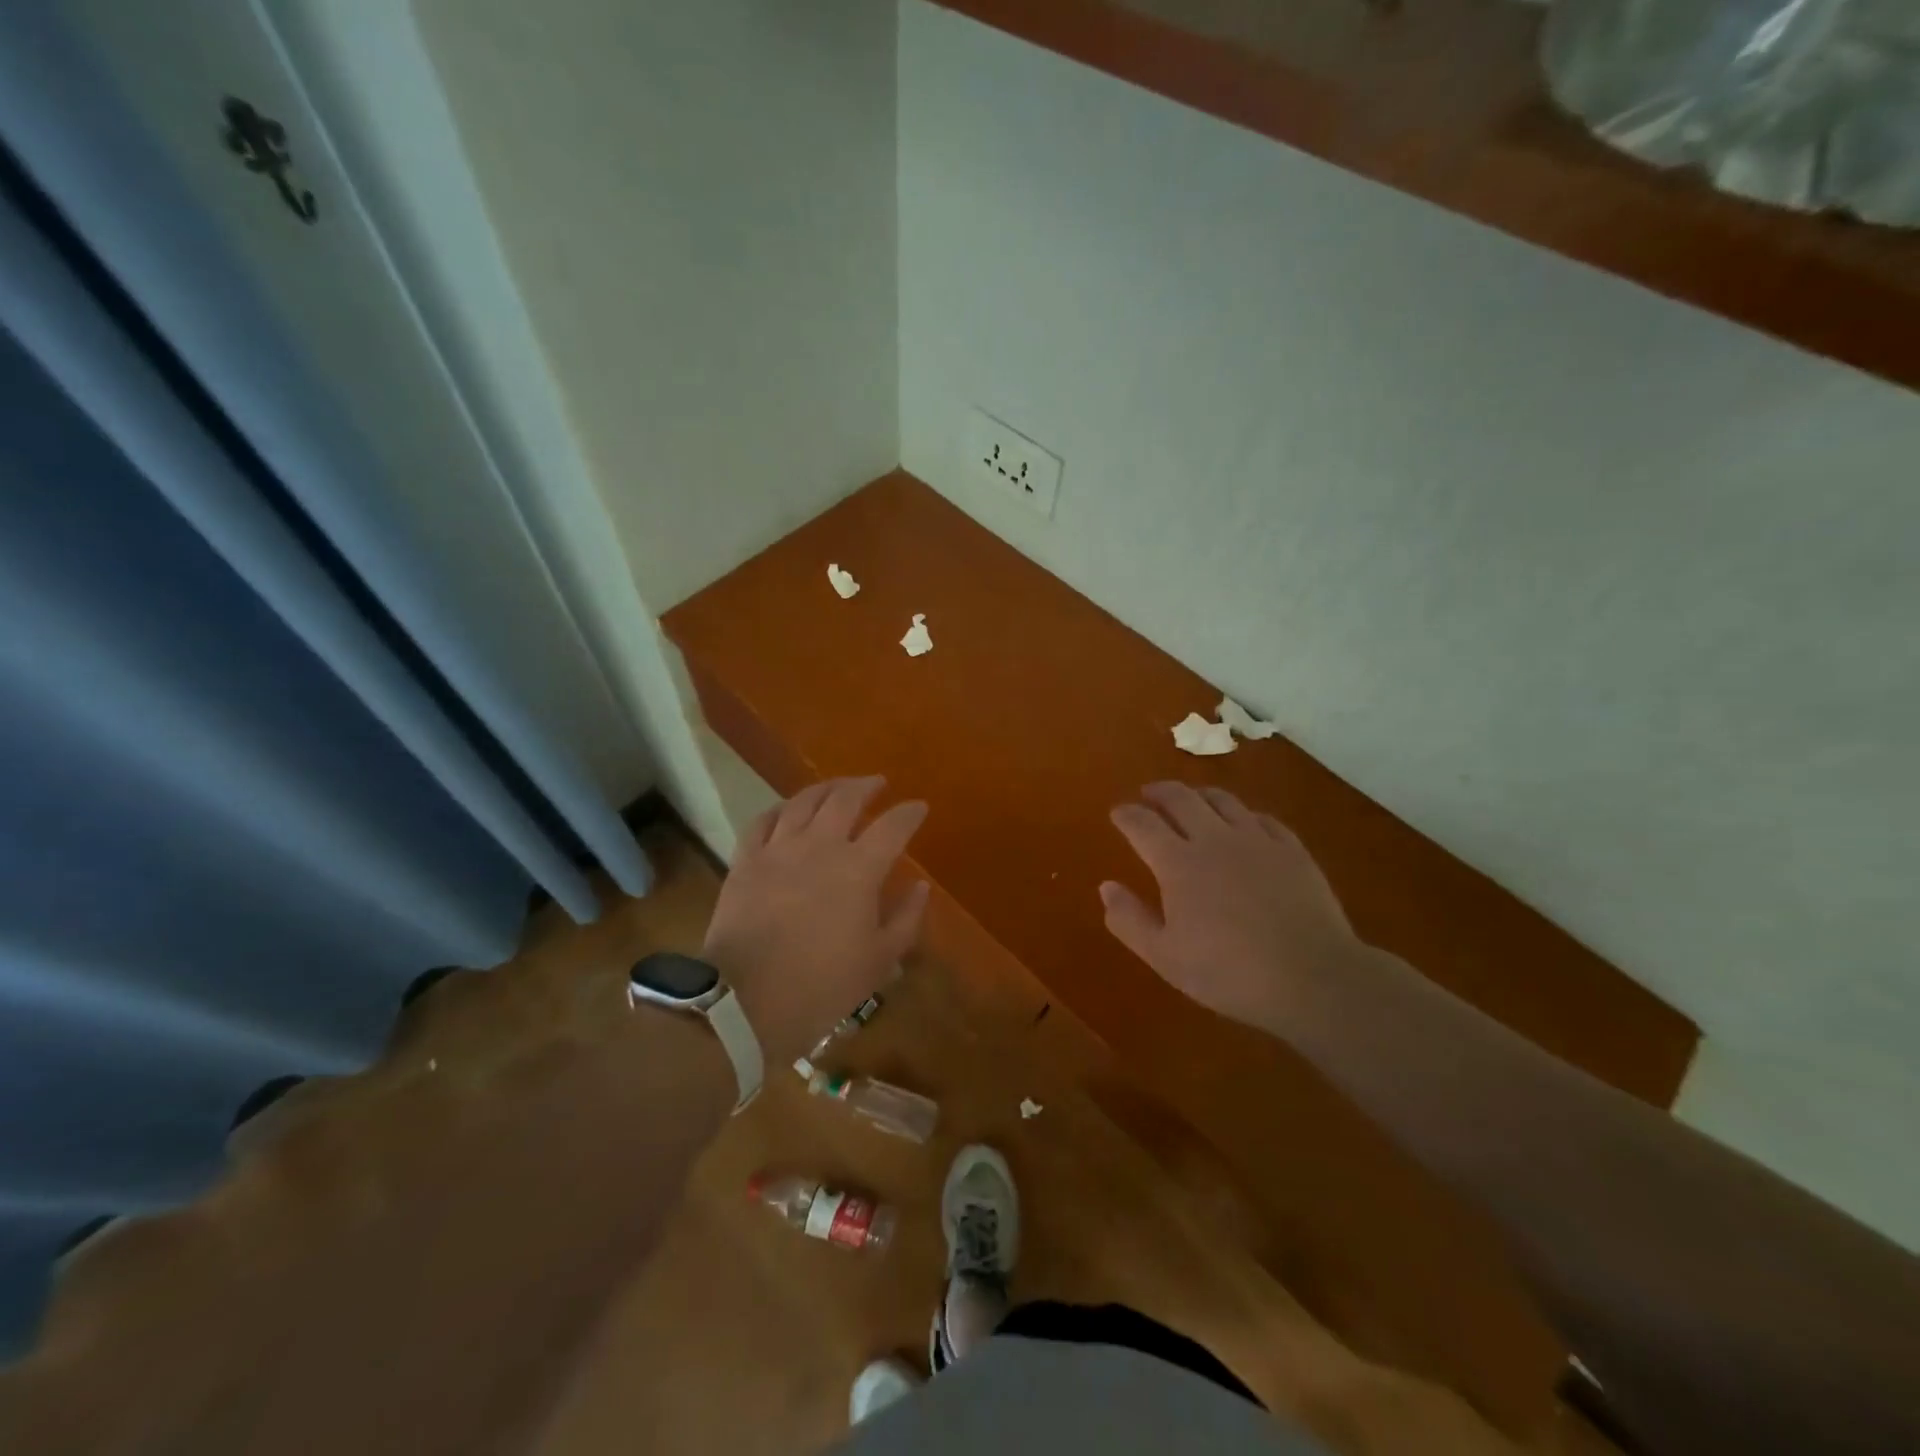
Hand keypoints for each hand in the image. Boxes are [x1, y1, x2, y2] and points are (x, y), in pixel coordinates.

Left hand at [702, 777, 929, 1062]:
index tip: (919, 807)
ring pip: (803, 801)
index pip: (893, 826)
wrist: (744, 1002)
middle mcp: (820, 846)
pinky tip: (787, 810)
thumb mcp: (878, 962)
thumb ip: (905, 919)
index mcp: (858, 869)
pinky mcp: (745, 860)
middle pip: (845, 798)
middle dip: (866, 786)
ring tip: (837, 788)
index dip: (909, 813)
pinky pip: (763, 820)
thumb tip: (920, 886)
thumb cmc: (821, 986)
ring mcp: (778, 849)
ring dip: (825, 788)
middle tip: (877, 784)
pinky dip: (780, 809)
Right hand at [1100, 782, 1362, 1030]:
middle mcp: (1214, 839)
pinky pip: (1262, 818)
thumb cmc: (1228, 972)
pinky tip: (1244, 822)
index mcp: (1178, 863)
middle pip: (1181, 799)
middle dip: (1159, 792)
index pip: (1142, 824)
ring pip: (1223, 800)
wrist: (1312, 977)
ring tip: (1191, 799)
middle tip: (1149, 794)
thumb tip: (1106, 886)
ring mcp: (1257, 840)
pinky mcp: (1292, 850)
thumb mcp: (1165, 957)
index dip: (1126, 814)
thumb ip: (1129, 920)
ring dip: (1199, 794)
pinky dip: (1243, 814)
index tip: (1117, 812)